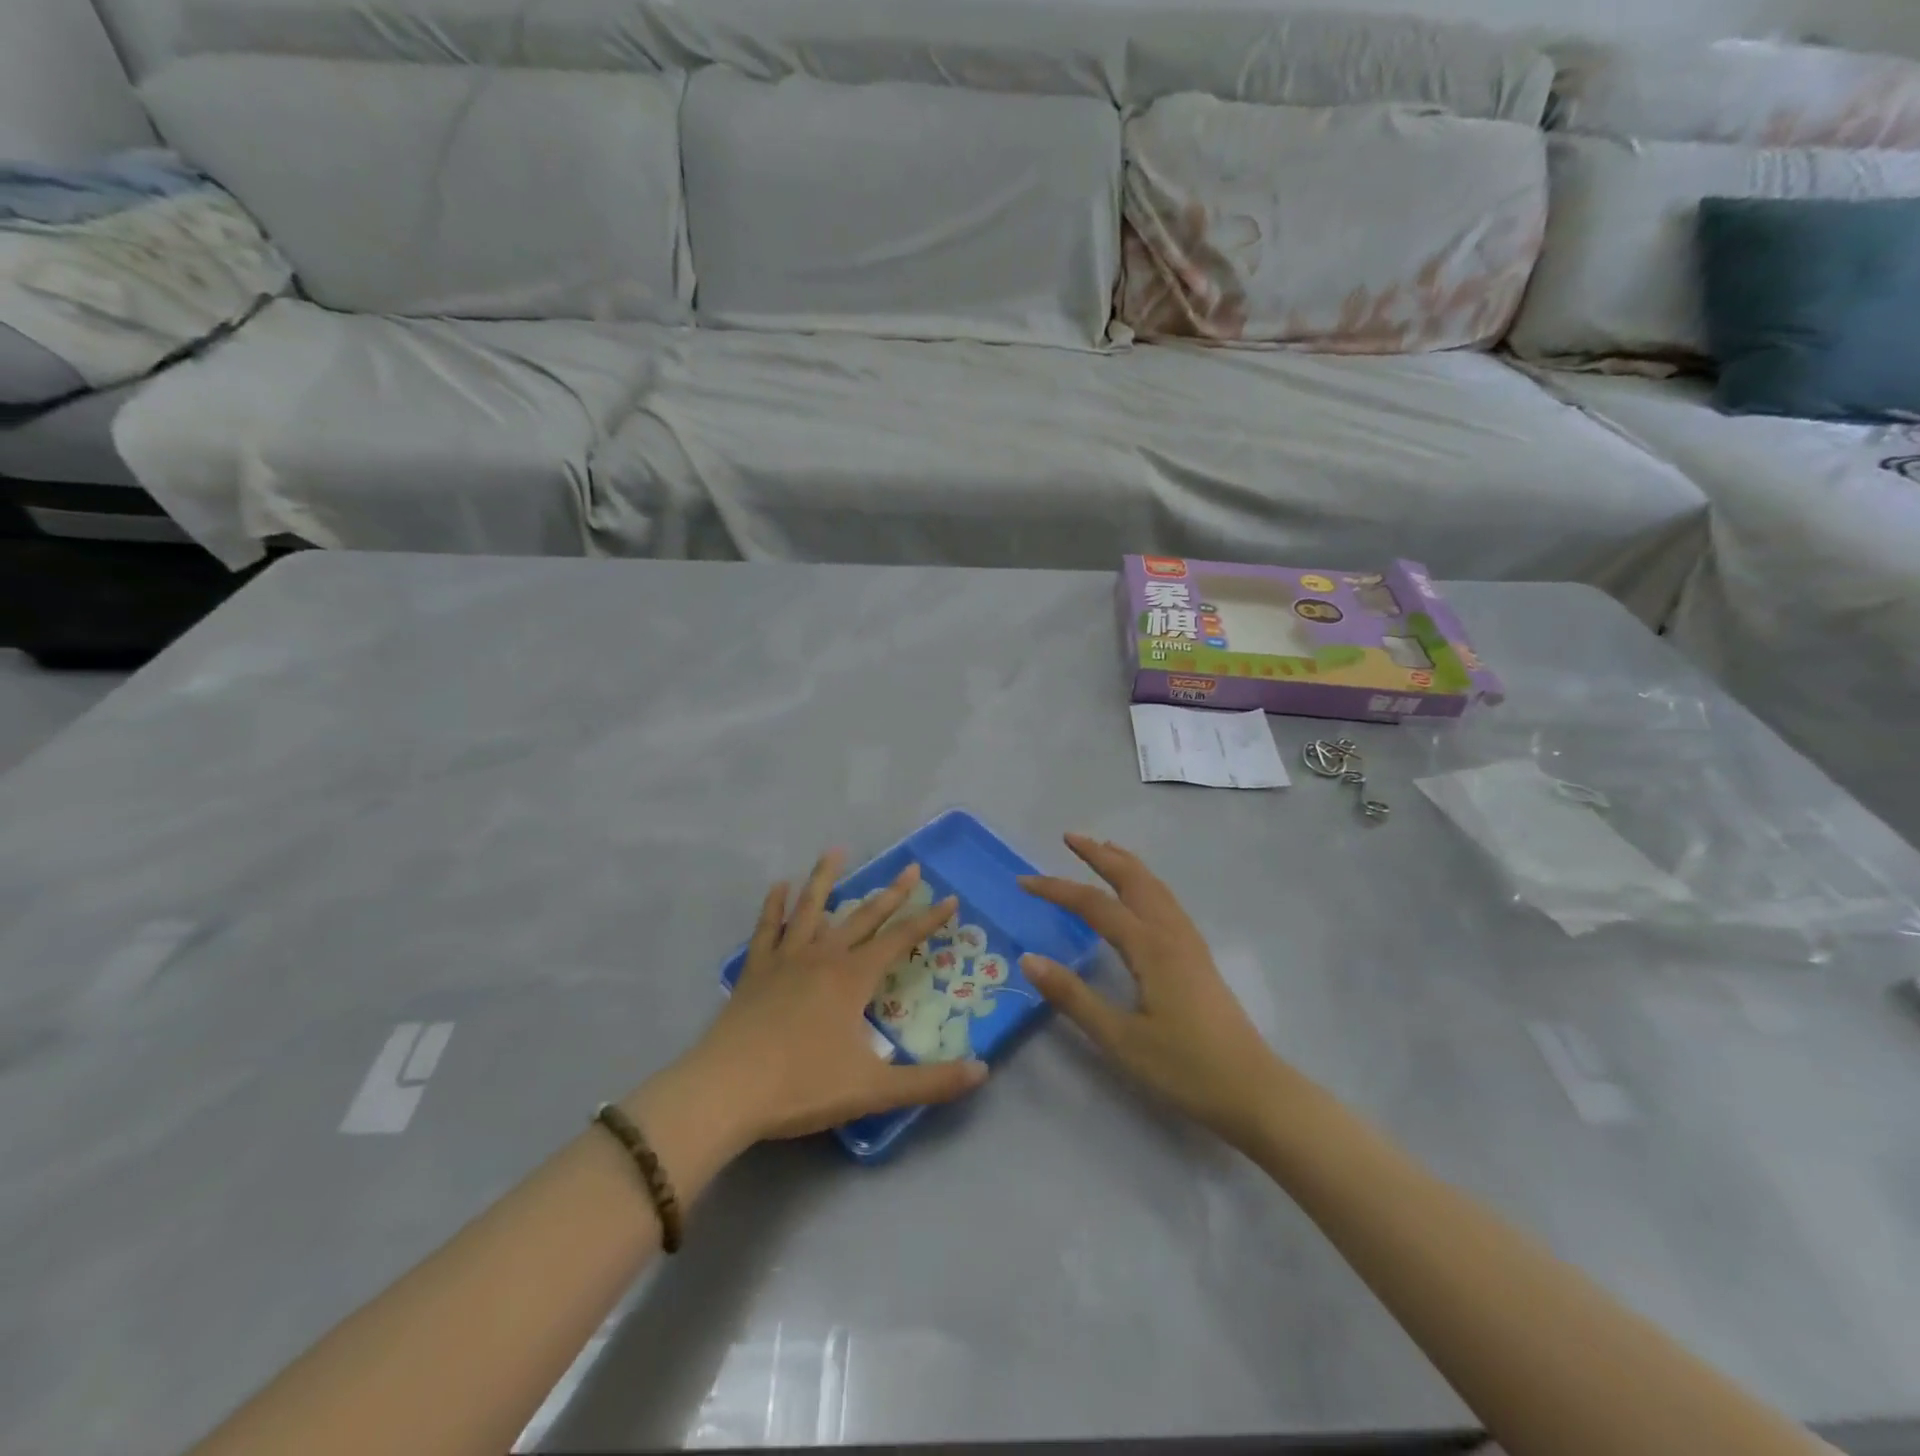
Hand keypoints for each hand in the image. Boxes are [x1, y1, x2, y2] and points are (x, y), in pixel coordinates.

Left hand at [660, 852, 987, 1150]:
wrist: (725, 1092)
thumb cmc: (801, 1086)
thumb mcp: (873, 1090)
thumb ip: (930, 1081)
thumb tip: (983, 1070)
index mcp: (852, 978)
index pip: (900, 939)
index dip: (928, 919)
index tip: (950, 898)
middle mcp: (822, 957)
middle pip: (863, 916)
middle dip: (891, 893)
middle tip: (911, 867)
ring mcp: (785, 960)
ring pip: (811, 908)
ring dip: (826, 878)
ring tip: (836, 850)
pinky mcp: (755, 971)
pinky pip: (767, 929)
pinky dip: (774, 906)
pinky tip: (778, 886)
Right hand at [1020, 834, 1287, 1148]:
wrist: (1253, 1091)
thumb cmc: (1184, 1068)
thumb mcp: (1119, 1039)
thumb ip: (1073, 997)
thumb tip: (1028, 960)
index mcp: (1149, 947)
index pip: (1094, 904)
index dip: (1057, 889)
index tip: (1024, 881)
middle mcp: (1170, 933)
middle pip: (1132, 878)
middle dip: (1100, 854)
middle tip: (1069, 837)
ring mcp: (1189, 943)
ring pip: (1154, 886)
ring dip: (1125, 863)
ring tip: (1103, 849)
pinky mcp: (1198, 957)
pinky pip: (1165, 901)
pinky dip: (1144, 881)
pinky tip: (1139, 894)